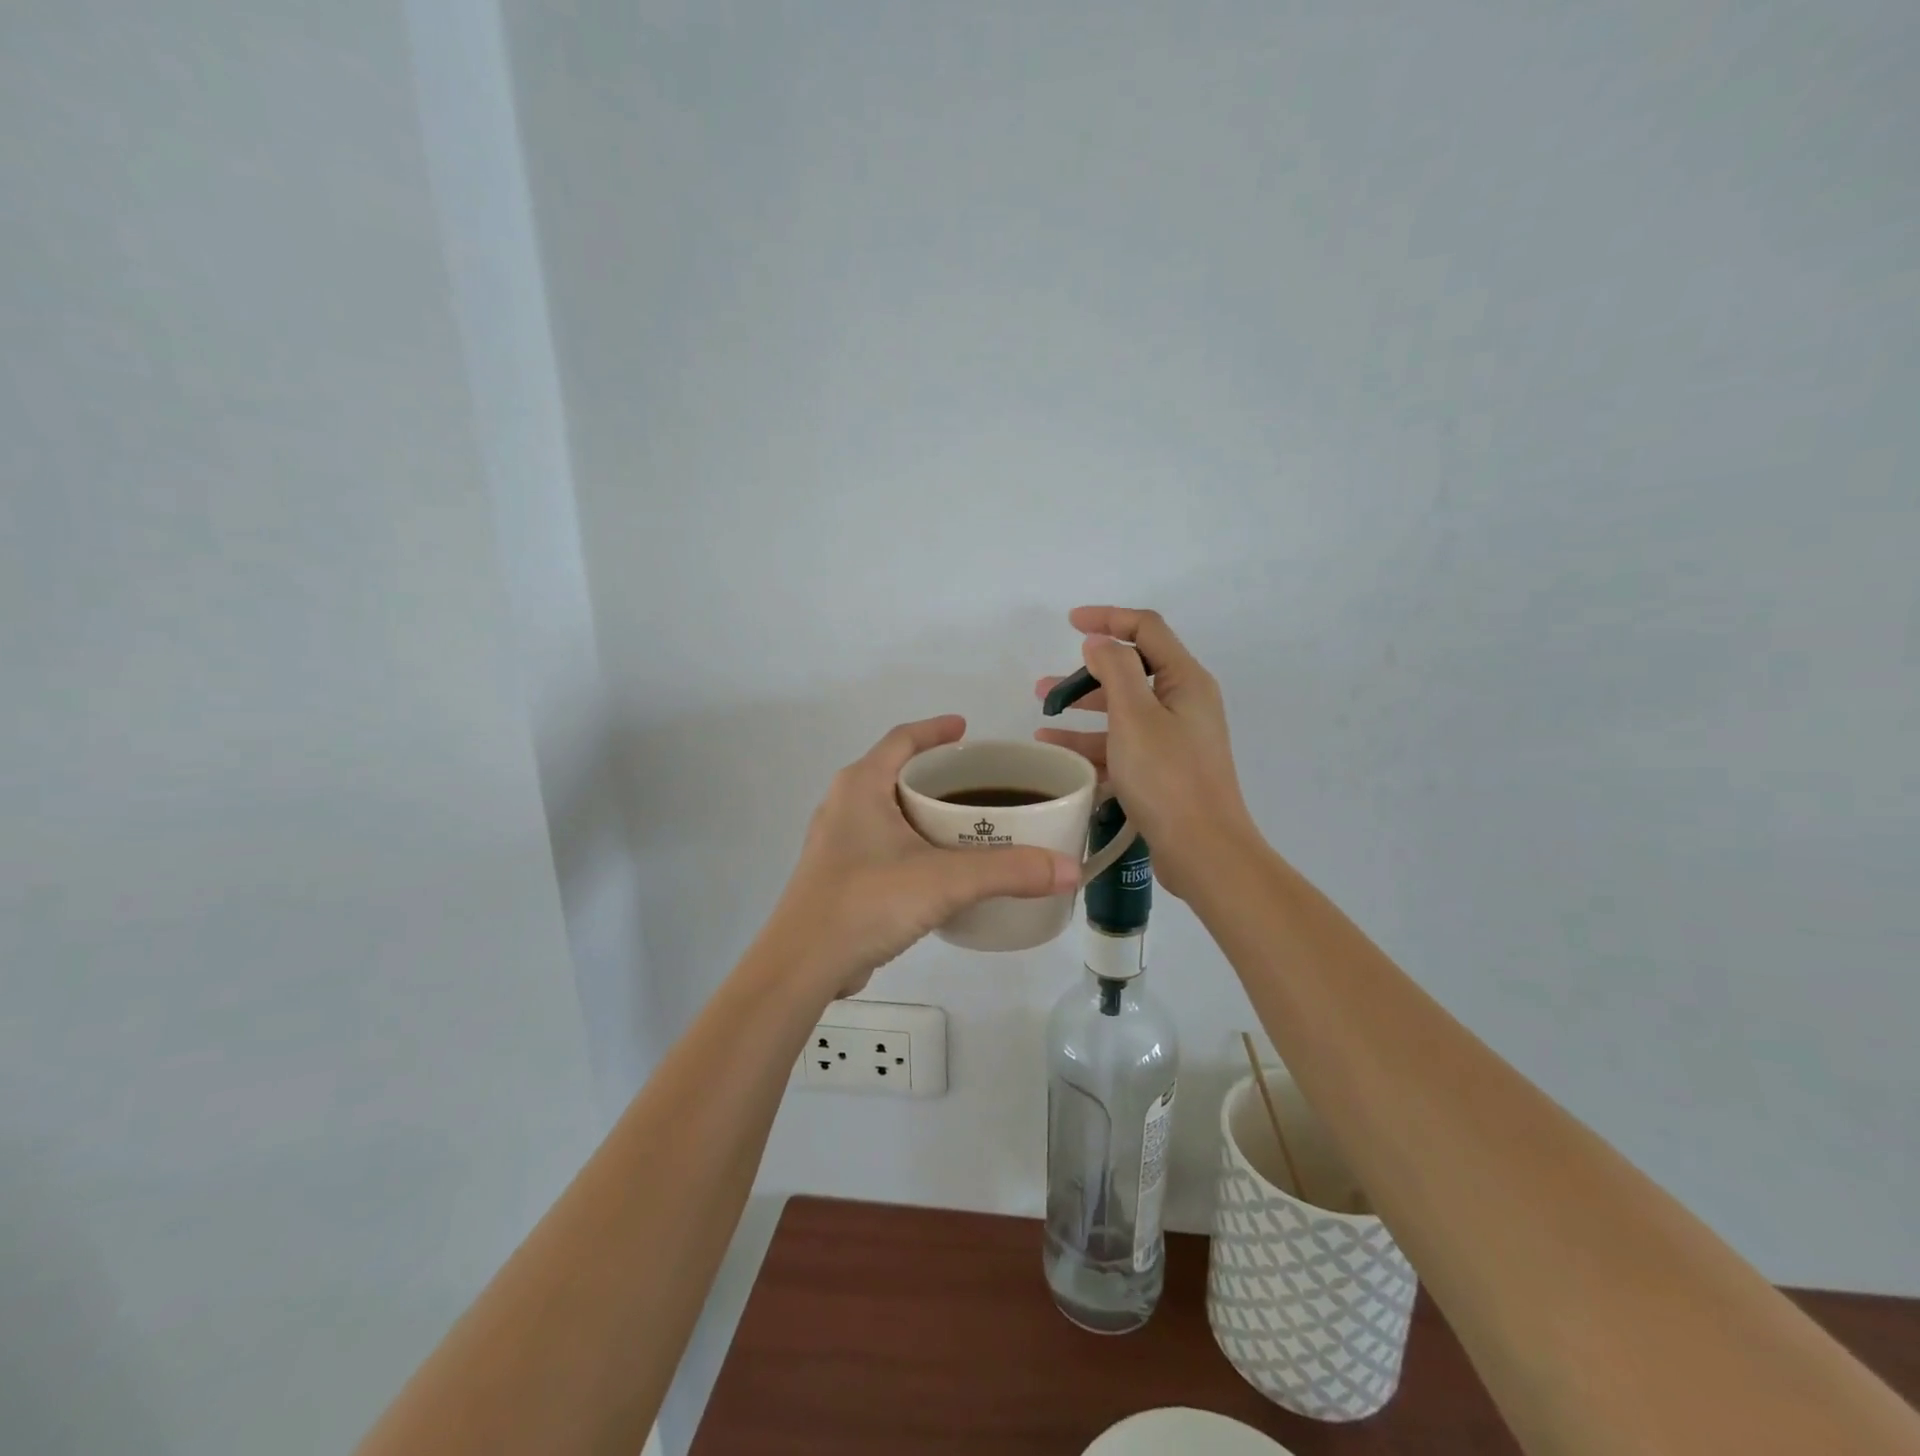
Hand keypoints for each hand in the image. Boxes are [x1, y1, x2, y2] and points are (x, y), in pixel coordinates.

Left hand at [768, 716, 1079, 998]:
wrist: (803, 965)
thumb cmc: (867, 901)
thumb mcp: (945, 880)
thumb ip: (1009, 871)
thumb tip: (1070, 868)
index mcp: (861, 786)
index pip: (902, 738)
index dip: (935, 729)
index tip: (966, 728)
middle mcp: (844, 805)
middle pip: (895, 773)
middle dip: (936, 775)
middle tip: (979, 784)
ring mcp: (836, 842)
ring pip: (888, 811)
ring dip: (923, 812)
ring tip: (966, 824)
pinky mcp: (838, 876)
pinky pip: (882, 844)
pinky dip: (912, 843)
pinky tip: (938, 868)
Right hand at [1034, 606, 1257, 900]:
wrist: (1204, 851)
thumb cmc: (1168, 778)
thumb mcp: (1135, 716)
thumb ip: (1115, 669)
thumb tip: (1099, 642)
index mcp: (1185, 681)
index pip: (1146, 629)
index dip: (1108, 618)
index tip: (1069, 624)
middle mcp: (1183, 703)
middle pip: (1131, 672)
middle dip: (1086, 675)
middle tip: (1045, 688)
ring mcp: (1175, 739)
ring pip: (1121, 712)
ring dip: (1083, 712)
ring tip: (1041, 720)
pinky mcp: (1164, 770)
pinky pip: (1122, 745)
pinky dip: (1092, 745)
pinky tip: (1058, 756)